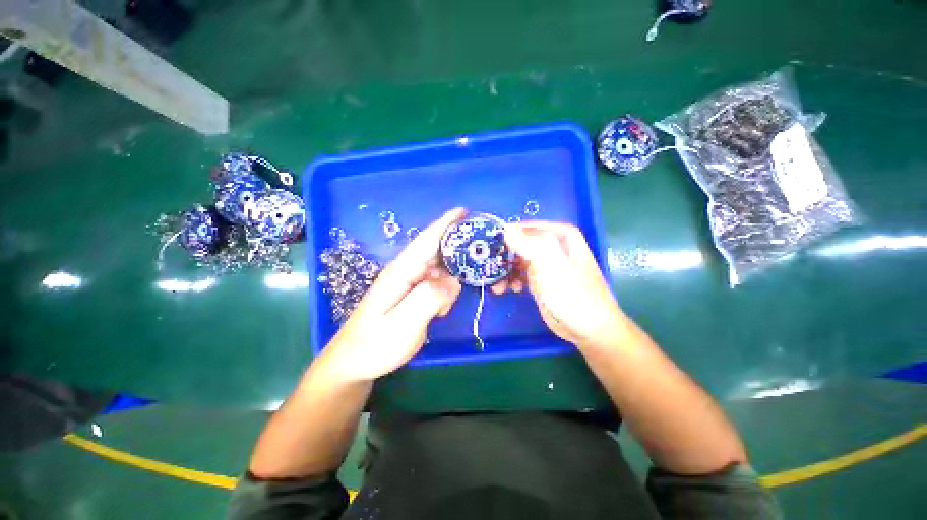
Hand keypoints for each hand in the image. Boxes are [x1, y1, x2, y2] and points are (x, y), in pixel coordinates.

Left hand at [319, 209, 464, 381]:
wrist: (352, 363)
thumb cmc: (375, 345)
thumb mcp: (404, 324)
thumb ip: (430, 298)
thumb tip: (454, 280)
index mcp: (401, 272)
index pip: (426, 241)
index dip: (445, 224)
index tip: (464, 210)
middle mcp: (405, 272)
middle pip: (435, 251)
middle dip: (457, 246)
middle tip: (481, 250)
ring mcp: (407, 284)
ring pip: (437, 269)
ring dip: (453, 273)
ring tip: (466, 283)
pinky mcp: (410, 295)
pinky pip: (434, 285)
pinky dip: (445, 291)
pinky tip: (445, 308)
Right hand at [492, 221, 624, 348]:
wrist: (587, 328)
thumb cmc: (573, 293)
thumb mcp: (551, 265)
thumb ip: (529, 244)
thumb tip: (507, 228)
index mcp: (561, 237)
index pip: (531, 227)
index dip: (513, 230)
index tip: (495, 237)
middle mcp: (553, 248)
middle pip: (523, 243)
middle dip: (505, 253)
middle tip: (489, 261)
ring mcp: (545, 266)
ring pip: (519, 260)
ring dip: (505, 270)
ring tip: (496, 282)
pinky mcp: (539, 282)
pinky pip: (520, 275)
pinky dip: (511, 280)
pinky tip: (507, 289)